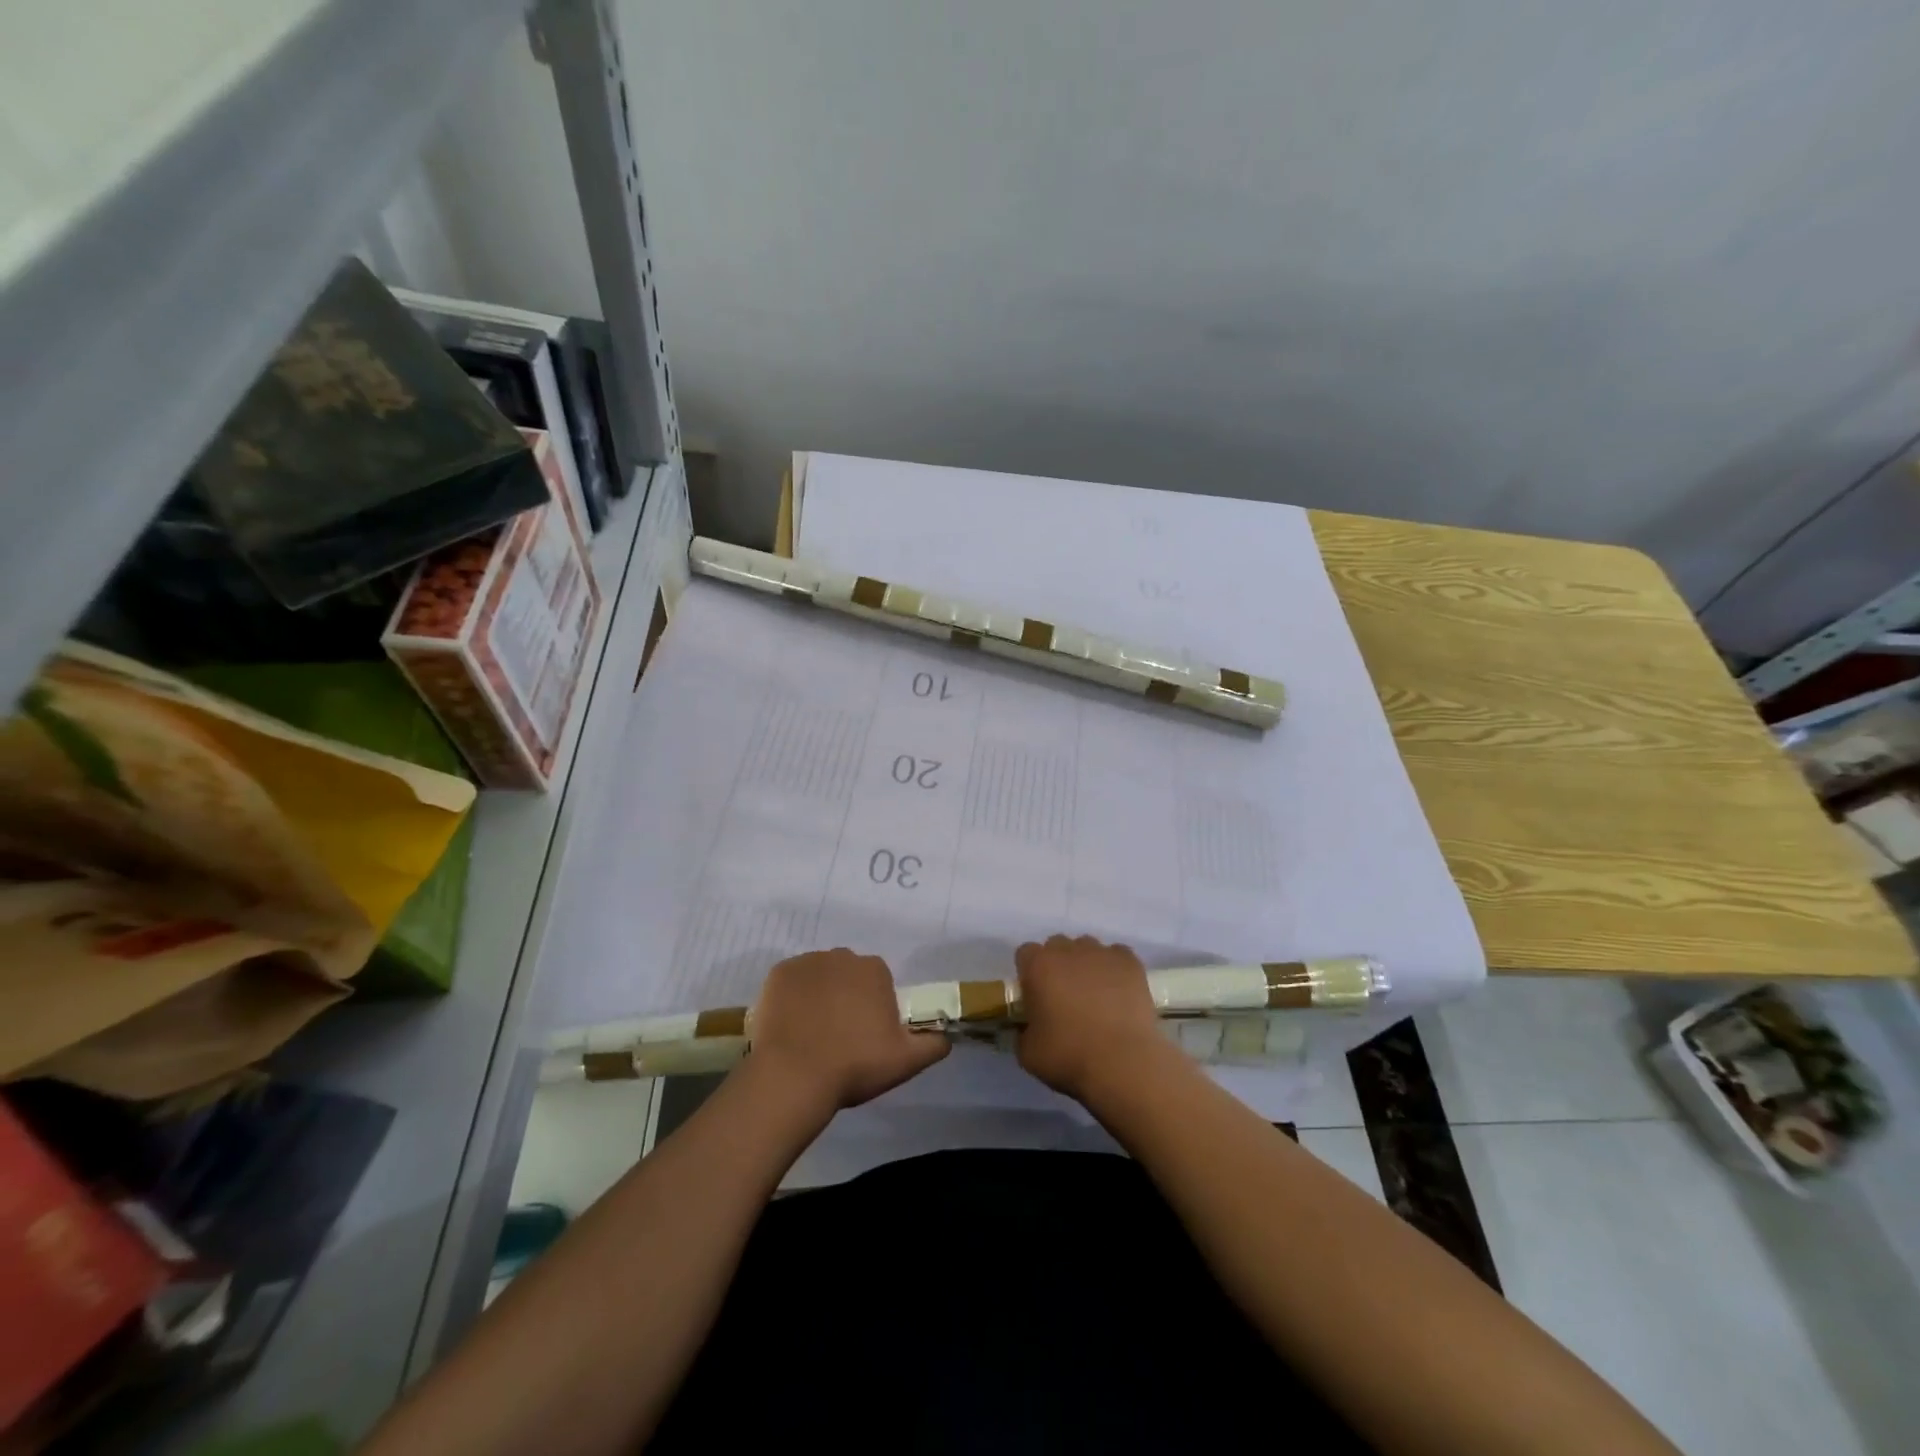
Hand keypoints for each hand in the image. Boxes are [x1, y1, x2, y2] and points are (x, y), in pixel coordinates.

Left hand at [748, 949, 947, 1115]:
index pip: (879, 983)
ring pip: (819, 976)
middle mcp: (842, 956)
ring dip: (819, 996)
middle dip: (846, 997)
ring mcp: (807, 962)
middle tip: (839, 1036)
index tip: (866, 1036)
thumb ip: (934, 1044)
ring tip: (811, 1034)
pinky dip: (792, 998)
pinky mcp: (778, 973)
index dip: (874, 1008)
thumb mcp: (907, 1061)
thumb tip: (946, 1035)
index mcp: (875, 970)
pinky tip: (790, 1026)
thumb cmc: (854, 1065)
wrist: (793, 1076)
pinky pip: (791, 982)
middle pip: (848, 975)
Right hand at [1015, 935, 1178, 1102]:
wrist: (1122, 1065)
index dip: (1029, 973)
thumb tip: (1026, 1028)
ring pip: (1087, 947)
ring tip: (1095, 994)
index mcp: (1038, 966)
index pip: (1026, 953)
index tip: (1036, 995)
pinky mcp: (1130, 962)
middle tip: (1064, 995)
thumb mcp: (1028, 1054)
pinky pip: (1117, 955)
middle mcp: (1068, 950)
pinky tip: (1118, 991)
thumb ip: (1021, 1033)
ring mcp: (1101, 953)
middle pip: (1057, 946)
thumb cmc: (1069, 1057)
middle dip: (1057, 964)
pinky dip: (1114, 968)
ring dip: (1085, 964)